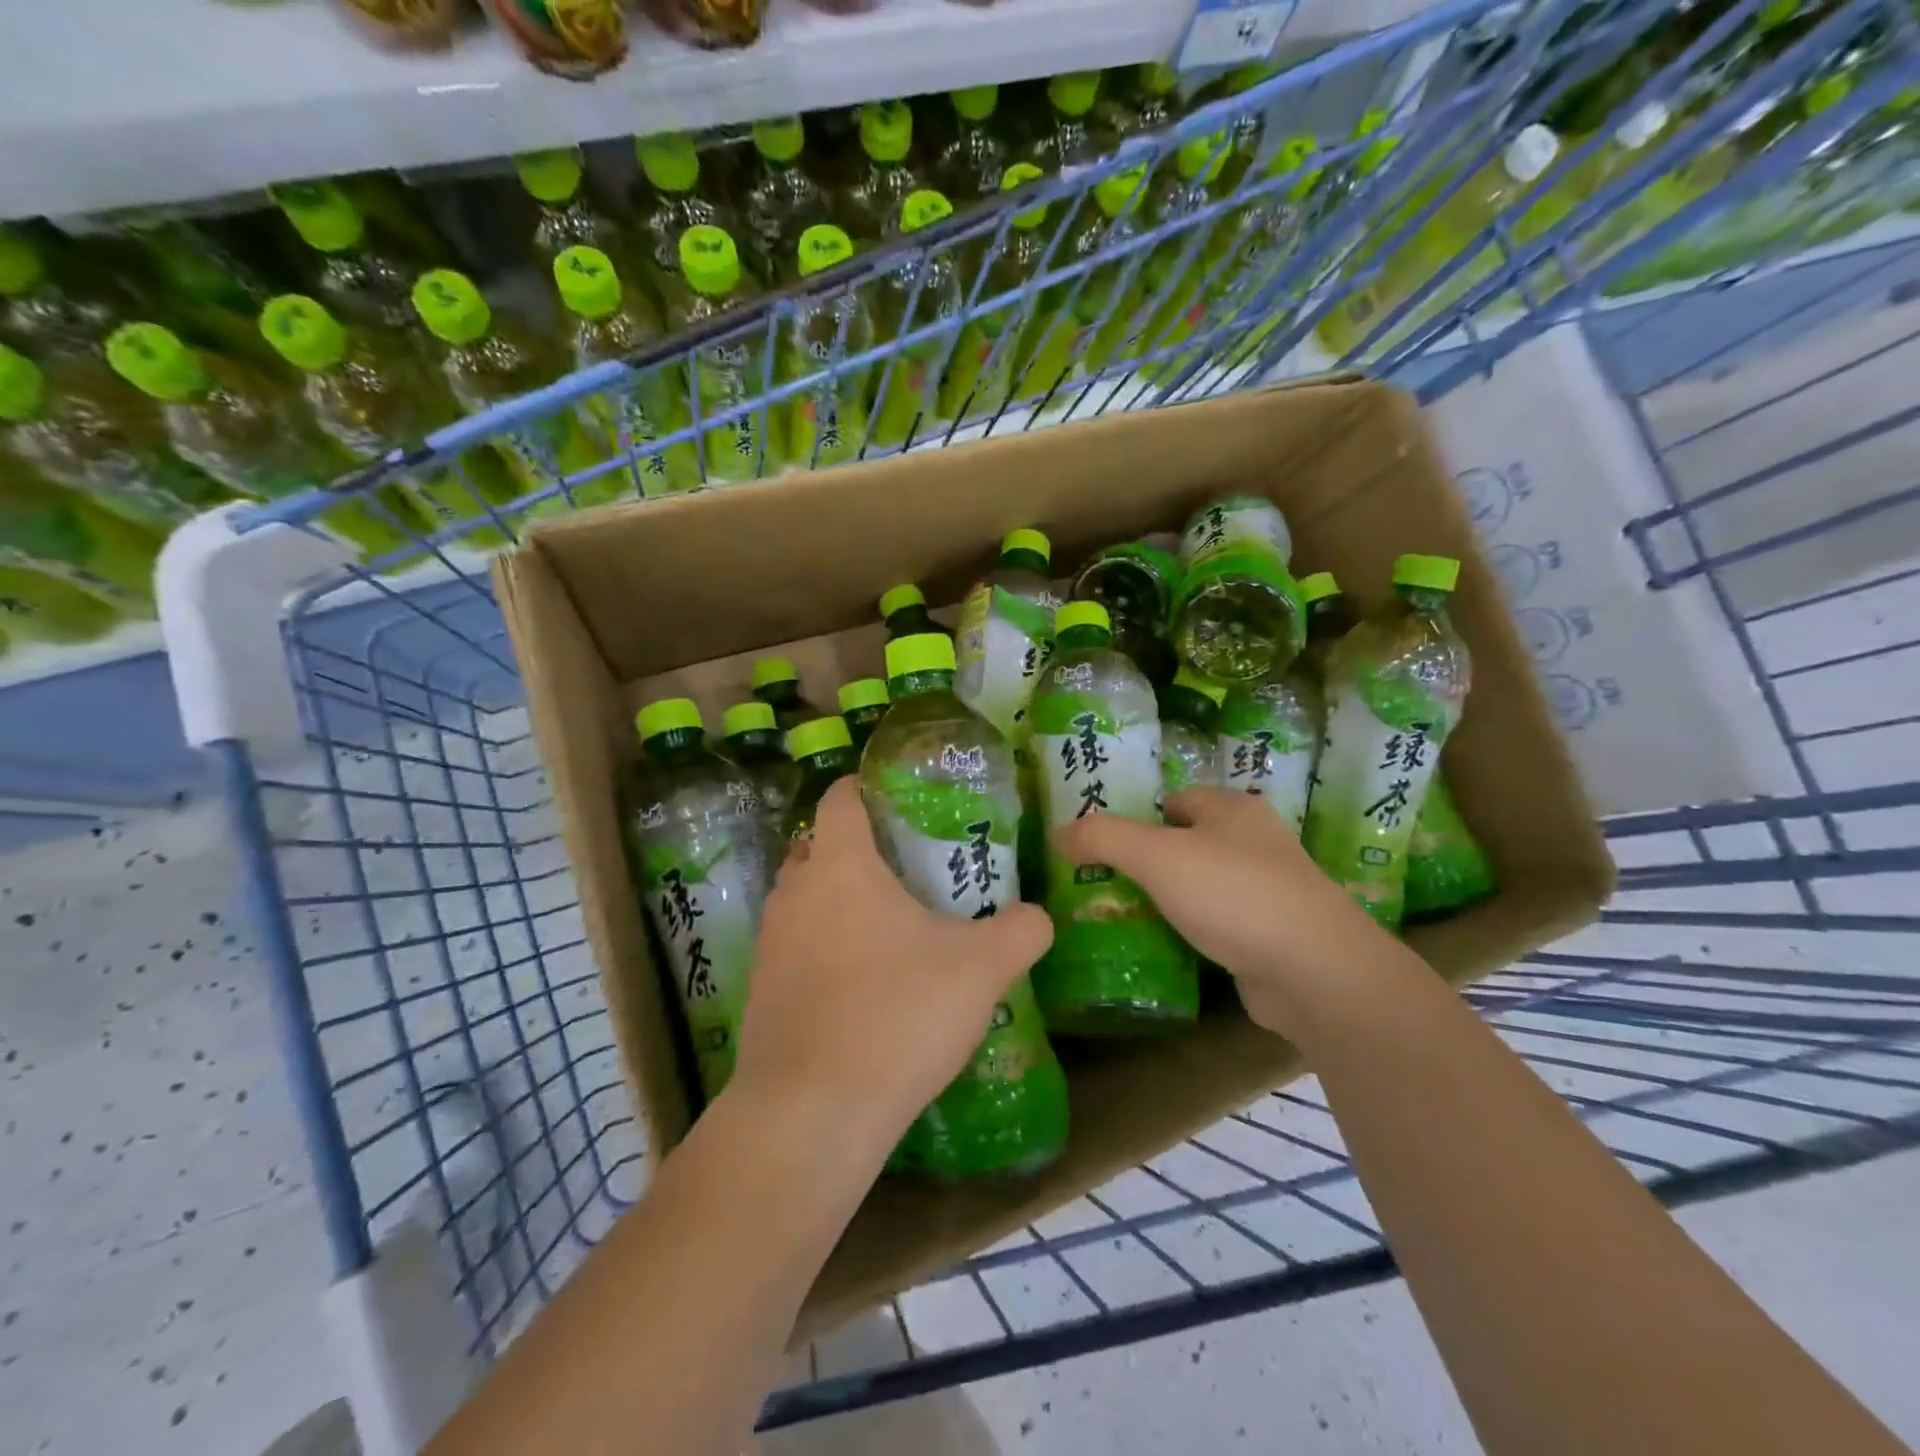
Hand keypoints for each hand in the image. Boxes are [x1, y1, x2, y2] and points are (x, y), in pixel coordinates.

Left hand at [733, 777, 1053, 1162]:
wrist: (813, 1112)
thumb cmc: (897, 1013)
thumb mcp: (981, 968)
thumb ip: (1020, 931)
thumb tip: (1036, 916)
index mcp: (840, 865)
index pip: (841, 797)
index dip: (865, 786)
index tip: (898, 796)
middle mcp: (794, 892)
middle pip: (820, 847)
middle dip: (857, 849)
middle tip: (908, 867)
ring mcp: (771, 943)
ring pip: (805, 901)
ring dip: (840, 903)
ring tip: (891, 927)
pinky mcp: (762, 992)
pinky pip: (797, 949)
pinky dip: (825, 950)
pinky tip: (864, 986)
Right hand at [1054, 787, 1395, 1038]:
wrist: (1314, 972)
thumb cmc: (1234, 894)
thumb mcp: (1157, 856)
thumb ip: (1103, 837)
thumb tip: (1057, 832)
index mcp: (1233, 808)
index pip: (1174, 799)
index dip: (1136, 816)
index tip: (1100, 843)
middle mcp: (1255, 841)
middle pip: (1186, 842)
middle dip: (1147, 860)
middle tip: (1101, 882)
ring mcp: (1268, 890)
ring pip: (1201, 885)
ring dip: (1167, 898)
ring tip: (1121, 915)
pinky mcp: (1271, 935)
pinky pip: (1217, 923)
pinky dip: (1191, 931)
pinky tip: (1163, 947)